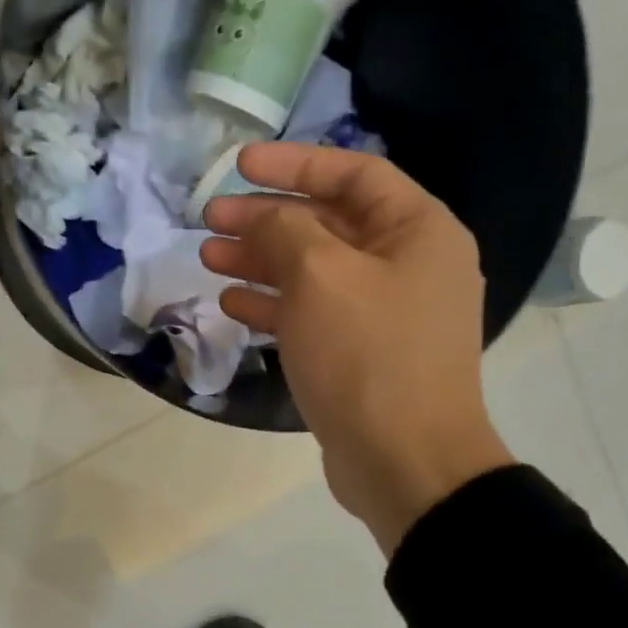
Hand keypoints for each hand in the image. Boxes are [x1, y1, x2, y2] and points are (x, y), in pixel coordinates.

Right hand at [202, 145, 513, 554]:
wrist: (404, 463)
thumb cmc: (368, 357)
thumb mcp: (321, 277)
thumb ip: (284, 230)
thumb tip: (260, 216)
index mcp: (418, 232)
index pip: (353, 174)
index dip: (294, 164)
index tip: (239, 166)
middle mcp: (408, 266)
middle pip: (328, 225)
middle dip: (267, 218)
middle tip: (210, 218)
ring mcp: (384, 315)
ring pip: (315, 273)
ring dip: (262, 262)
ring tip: (209, 258)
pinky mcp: (361, 356)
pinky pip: (314, 315)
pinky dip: (274, 306)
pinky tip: (232, 304)